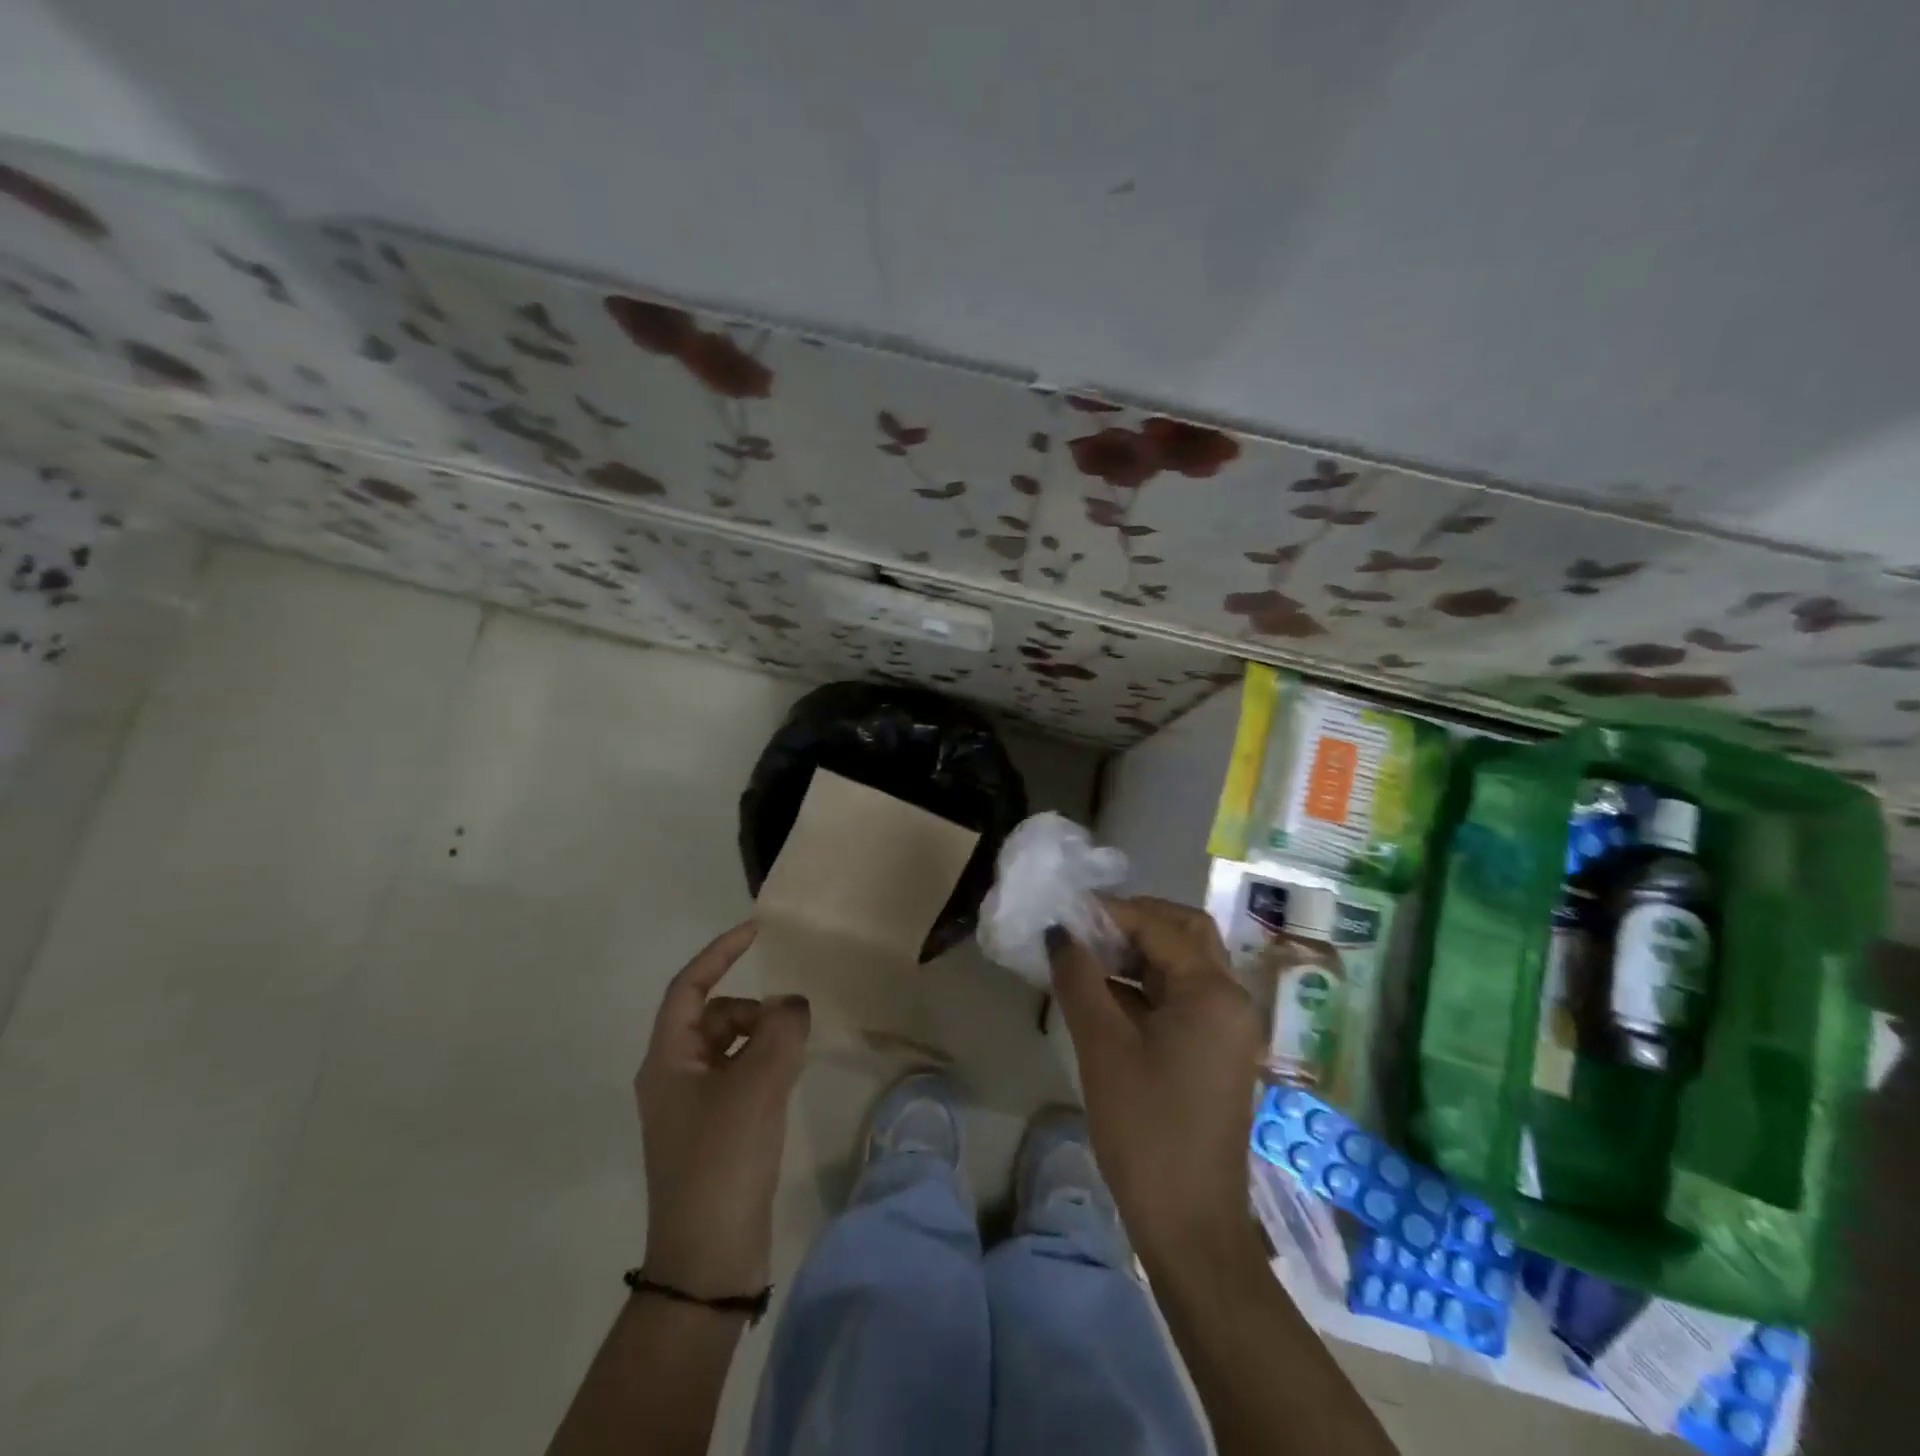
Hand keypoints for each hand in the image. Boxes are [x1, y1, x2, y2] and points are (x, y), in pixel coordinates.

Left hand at [637, 922, 810, 1297]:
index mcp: (667, 1060)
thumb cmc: (722, 1161)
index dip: (719, 954)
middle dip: (754, 1010)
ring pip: (732, 1047)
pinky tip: (789, 1080)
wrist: (709, 1259)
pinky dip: (766, 1066)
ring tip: (795, 1057)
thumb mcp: (757, 1086)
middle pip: (715, 1017)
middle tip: (791, 1027)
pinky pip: (743, 1076)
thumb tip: (792, 1005)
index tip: (756, 932)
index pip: (688, 988)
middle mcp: (675, 1077)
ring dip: (764, 1039)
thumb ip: (781, 1030)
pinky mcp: (716, 1131)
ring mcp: (694, 1107)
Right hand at [1048, 897, 1263, 1268]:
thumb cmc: (1145, 1127)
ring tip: (1086, 956)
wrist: (1189, 1224)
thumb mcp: (1102, 1046)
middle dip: (1135, 923)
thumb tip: (1060, 934)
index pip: (1160, 927)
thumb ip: (1079, 979)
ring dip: (1138, 954)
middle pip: (1185, 934)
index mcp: (1212, 992)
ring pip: (1183, 965)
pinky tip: (1105, 995)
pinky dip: (1146, 986)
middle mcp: (1230, 1000)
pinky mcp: (1216, 1051)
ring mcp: (1227, 1027)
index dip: (1111, 912)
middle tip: (1086, 928)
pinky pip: (1182, 998)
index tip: (1066, 912)